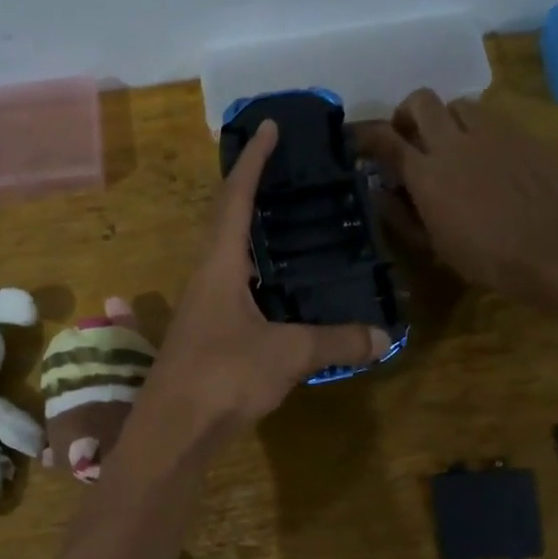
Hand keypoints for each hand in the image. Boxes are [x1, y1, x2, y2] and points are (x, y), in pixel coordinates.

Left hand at [147, 121, 391, 438]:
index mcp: (219, 265)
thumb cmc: (224, 377)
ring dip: (251, 232)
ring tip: (287, 222)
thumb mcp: (287, 354)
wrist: (173, 431)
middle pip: (226, 220)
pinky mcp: (206, 334)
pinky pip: (234, 287)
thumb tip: (384, 336)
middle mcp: (205, 277)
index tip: (269, 127)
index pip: (235, 198)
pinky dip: (257, 273)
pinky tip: (279, 288)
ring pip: (227, 255)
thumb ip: (335, 342)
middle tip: (285, 171)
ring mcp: (202, 307)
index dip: (253, 161)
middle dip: (252, 189)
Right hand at [354, 90, 557, 299]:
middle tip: (408, 137)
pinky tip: (485, 155)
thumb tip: (379, 193)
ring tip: (450, 144)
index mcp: (426, 173)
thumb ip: (402, 215)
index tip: (359, 141)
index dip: (366, 135)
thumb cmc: (490, 258)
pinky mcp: (522, 133)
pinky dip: (476, 128)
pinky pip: (490, 116)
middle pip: (420, 101)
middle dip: (406, 113)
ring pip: (457, 103)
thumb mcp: (436, 246)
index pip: (384, 139)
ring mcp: (492, 133)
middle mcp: (454, 142)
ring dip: (445, 118)